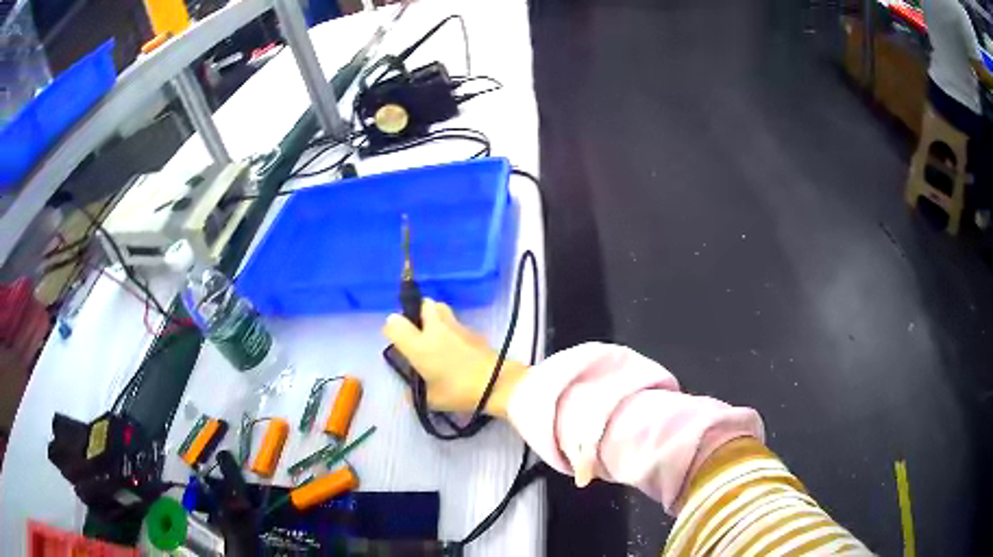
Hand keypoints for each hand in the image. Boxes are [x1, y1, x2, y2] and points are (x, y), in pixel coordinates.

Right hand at [382, 299, 527, 418]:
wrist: (497, 383)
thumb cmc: (459, 392)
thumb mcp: (432, 400)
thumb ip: (416, 394)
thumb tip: (409, 393)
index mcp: (419, 345)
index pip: (393, 323)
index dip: (391, 330)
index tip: (397, 342)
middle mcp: (435, 329)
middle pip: (422, 304)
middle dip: (417, 313)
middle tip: (418, 332)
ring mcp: (456, 326)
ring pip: (440, 308)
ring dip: (435, 317)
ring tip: (437, 337)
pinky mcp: (473, 330)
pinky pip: (456, 323)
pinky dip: (452, 330)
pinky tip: (456, 348)